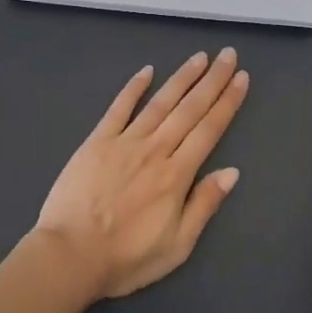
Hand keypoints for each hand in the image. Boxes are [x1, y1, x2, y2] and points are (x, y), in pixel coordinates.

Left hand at [34, 49, 249, 300]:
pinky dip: (133, 88)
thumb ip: (204, 205)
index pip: (209, 130)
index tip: (241, 78)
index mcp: (177, 175)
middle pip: (189, 109)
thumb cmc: (126, 258)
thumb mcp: (177, 245)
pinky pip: (118, 108)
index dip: (227, 102)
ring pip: (160, 103)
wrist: (70, 255)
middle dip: (212, 81)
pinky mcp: (97, 142)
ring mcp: (124, 142)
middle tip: (228, 54)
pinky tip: (147, 71)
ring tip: (199, 57)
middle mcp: (155, 150)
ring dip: (181, 78)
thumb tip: (232, 172)